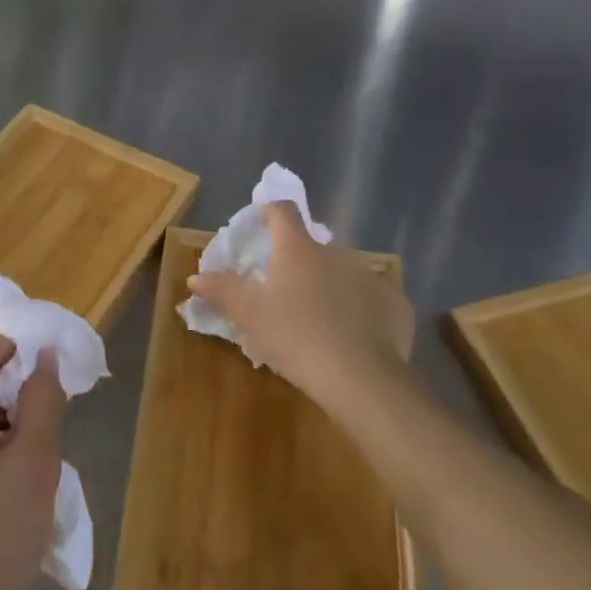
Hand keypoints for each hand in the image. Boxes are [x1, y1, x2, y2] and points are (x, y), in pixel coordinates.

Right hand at [187, 202, 414, 417]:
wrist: (360, 377)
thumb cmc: (294, 336)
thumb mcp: (249, 315)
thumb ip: (222, 291)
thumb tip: (196, 277)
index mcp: (298, 249)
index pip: (283, 212)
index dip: (269, 213)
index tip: (260, 224)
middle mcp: (337, 253)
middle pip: (313, 247)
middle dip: (298, 262)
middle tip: (283, 291)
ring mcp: (370, 277)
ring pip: (343, 273)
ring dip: (329, 286)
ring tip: (317, 318)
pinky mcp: (394, 304)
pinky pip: (371, 300)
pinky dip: (359, 311)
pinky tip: (352, 337)